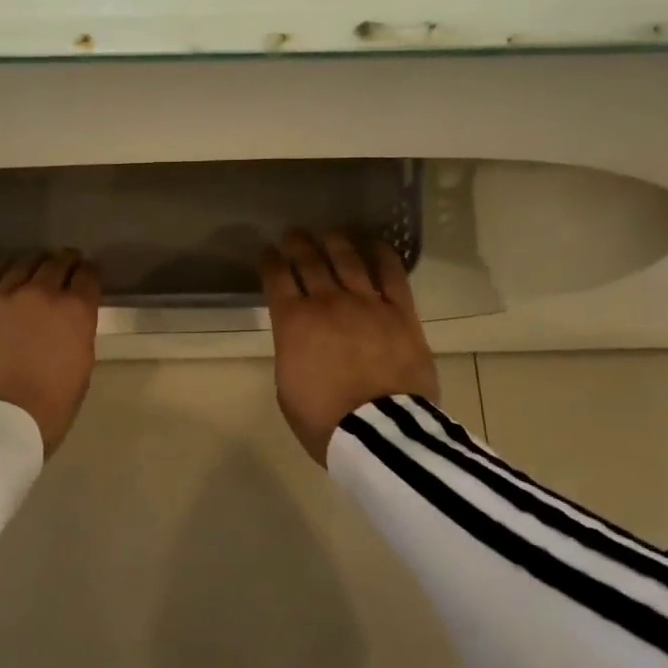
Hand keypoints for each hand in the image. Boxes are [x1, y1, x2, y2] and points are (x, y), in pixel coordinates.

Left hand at [0, 250, 101, 456]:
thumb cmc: (47, 408)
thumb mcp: (81, 371)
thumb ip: (77, 336)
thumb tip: (69, 323)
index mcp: (74, 312)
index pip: (88, 277)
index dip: (90, 272)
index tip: (89, 273)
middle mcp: (40, 293)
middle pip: (56, 264)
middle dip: (66, 261)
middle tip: (67, 262)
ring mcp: (2, 296)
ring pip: (22, 265)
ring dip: (35, 263)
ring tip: (36, 264)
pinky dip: (3, 271)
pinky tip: (6, 272)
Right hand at [261, 231, 439, 465]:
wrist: (379, 434)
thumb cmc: (324, 420)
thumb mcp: (287, 389)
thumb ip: (291, 353)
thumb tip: (300, 341)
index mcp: (292, 322)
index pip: (276, 279)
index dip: (269, 261)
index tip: (267, 251)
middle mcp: (327, 302)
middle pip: (309, 261)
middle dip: (297, 244)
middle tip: (293, 234)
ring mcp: (366, 303)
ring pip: (348, 260)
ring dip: (335, 242)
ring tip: (330, 233)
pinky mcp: (400, 312)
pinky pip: (392, 274)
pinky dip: (382, 255)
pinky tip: (375, 245)